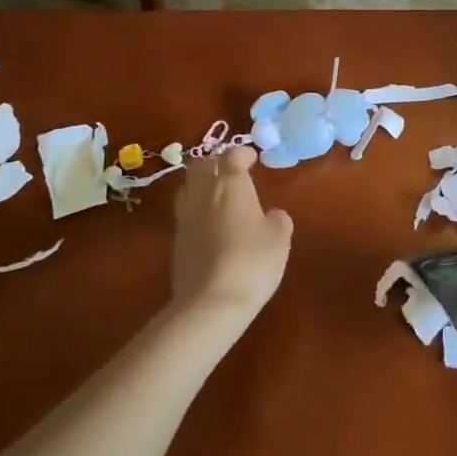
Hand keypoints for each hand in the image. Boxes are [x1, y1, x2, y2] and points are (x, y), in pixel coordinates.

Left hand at [167, 146, 293, 325]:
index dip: (242, 153)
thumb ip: (278, 220)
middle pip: (201, 165)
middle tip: (232, 171)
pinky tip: (210, 223)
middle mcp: (203, 195)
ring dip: (201, 183)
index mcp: (230, 186)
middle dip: (216, 162)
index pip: (232, 155)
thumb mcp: (280, 239)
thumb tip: (272, 215)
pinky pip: (185, 212)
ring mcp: (185, 218)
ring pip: (187, 186)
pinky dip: (197, 208)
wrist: (211, 303)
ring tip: (218, 194)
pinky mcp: (176, 240)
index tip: (253, 158)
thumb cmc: (252, 262)